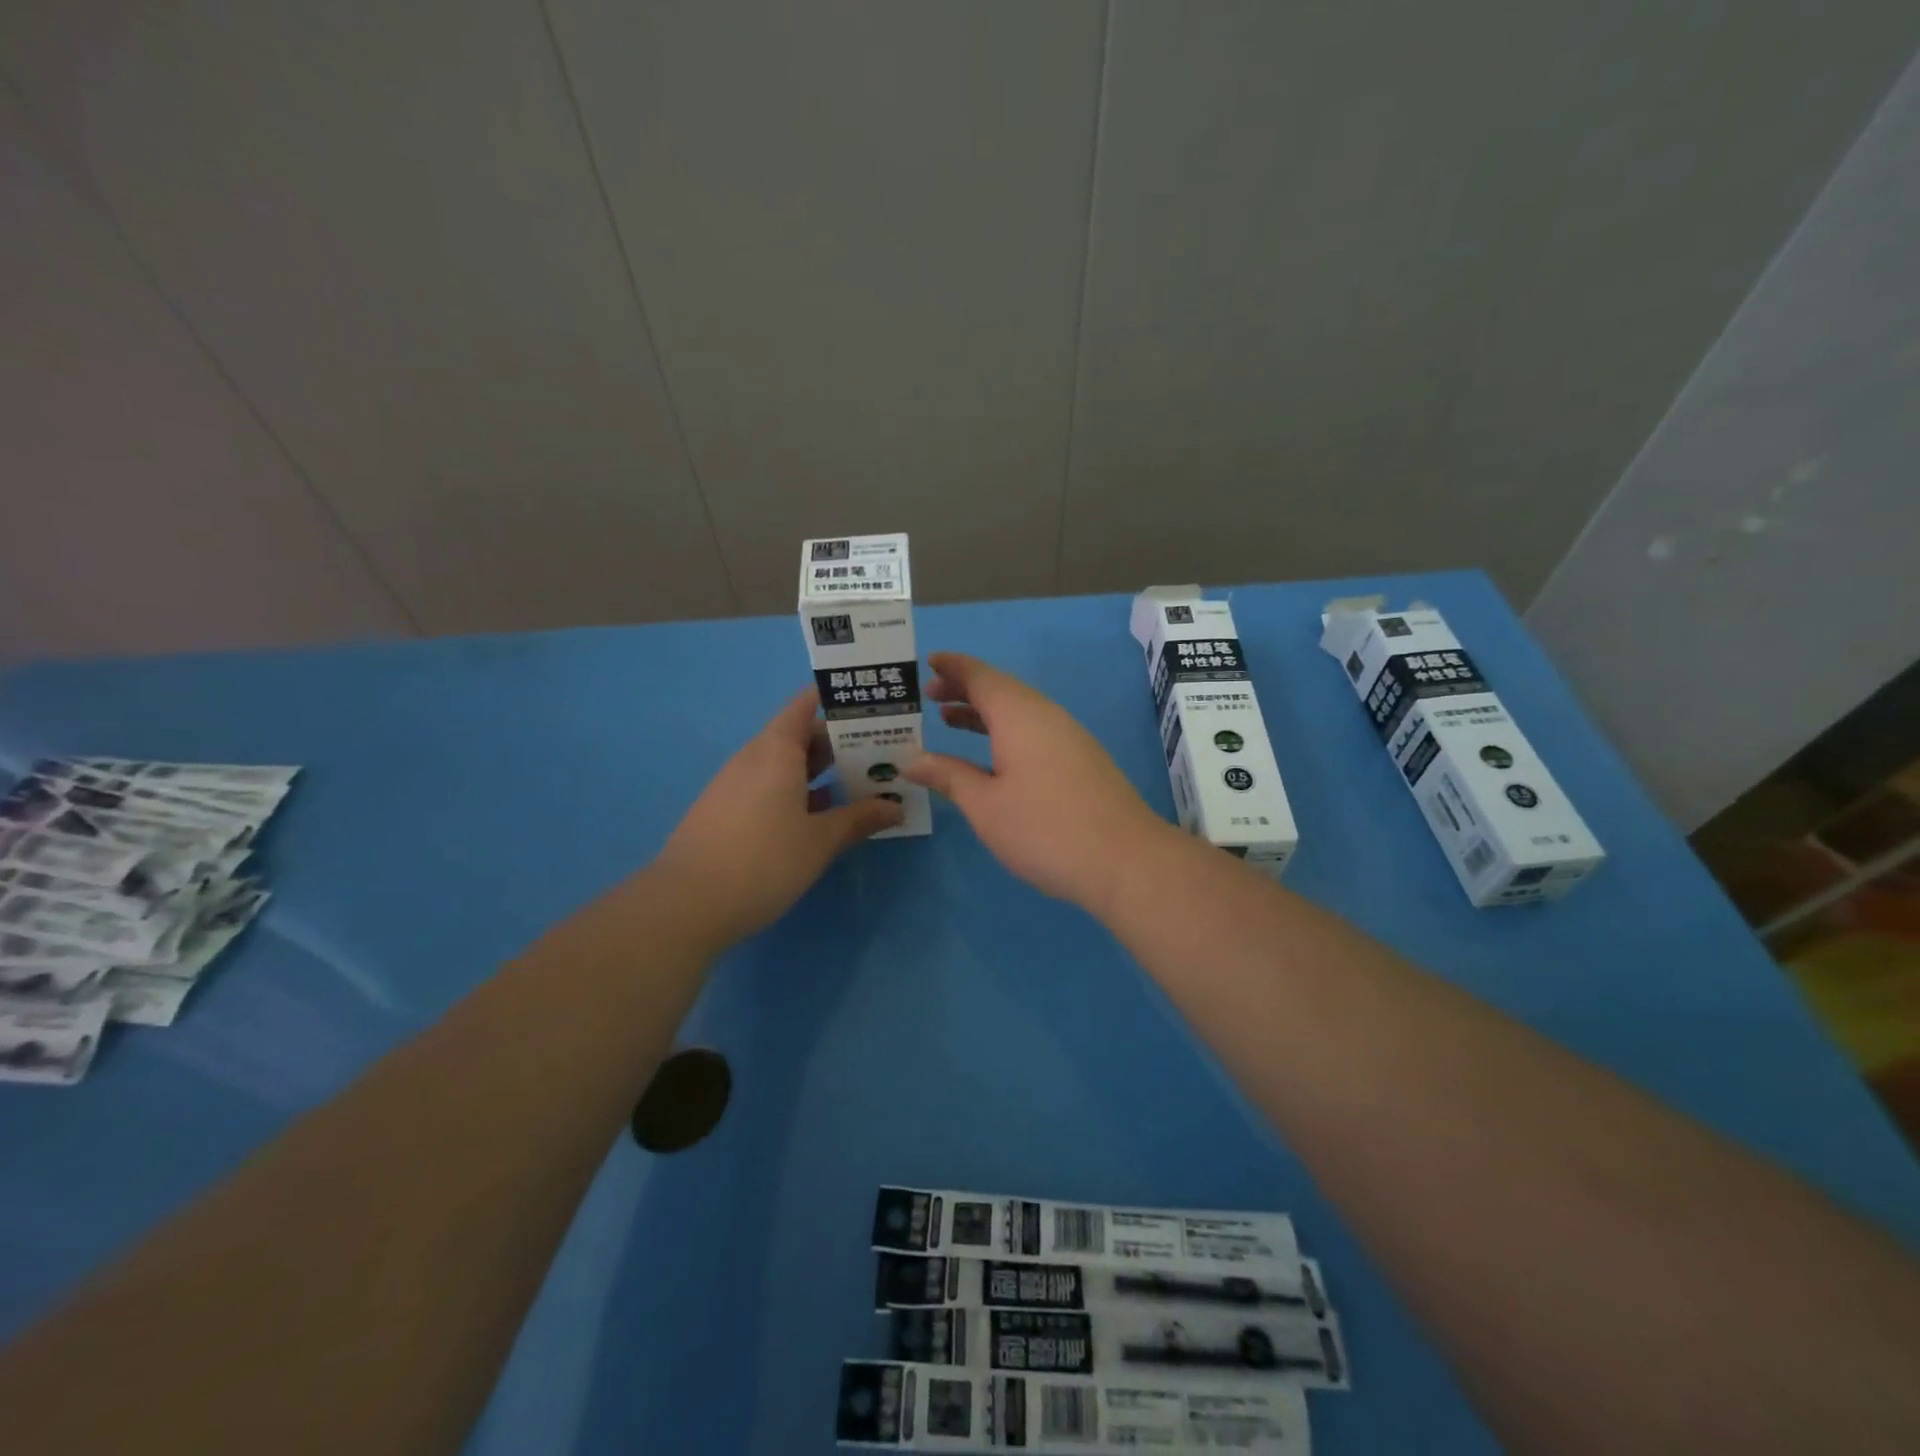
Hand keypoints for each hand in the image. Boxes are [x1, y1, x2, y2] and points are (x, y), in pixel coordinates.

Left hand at [657, 688, 902, 942]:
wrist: (686, 905)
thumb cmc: (763, 861)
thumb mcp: (820, 841)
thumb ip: (859, 819)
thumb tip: (895, 807)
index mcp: (776, 750)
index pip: (806, 705)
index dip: (837, 700)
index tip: (870, 706)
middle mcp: (753, 758)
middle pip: (799, 735)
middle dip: (839, 743)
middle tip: (880, 754)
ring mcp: (734, 784)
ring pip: (784, 764)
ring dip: (819, 771)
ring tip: (858, 784)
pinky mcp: (725, 811)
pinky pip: (768, 787)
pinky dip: (797, 792)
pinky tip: (818, 816)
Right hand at [904, 652, 1174, 913]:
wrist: (1125, 860)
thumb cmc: (1045, 830)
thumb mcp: (985, 806)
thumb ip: (949, 776)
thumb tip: (912, 760)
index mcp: (1019, 715)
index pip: (981, 676)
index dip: (953, 668)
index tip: (928, 663)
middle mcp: (1047, 716)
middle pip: (1002, 689)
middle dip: (965, 689)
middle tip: (930, 697)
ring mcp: (1070, 737)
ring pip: (1020, 711)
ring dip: (985, 712)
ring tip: (951, 721)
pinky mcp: (1083, 760)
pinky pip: (1035, 730)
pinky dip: (1006, 730)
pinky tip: (995, 756)